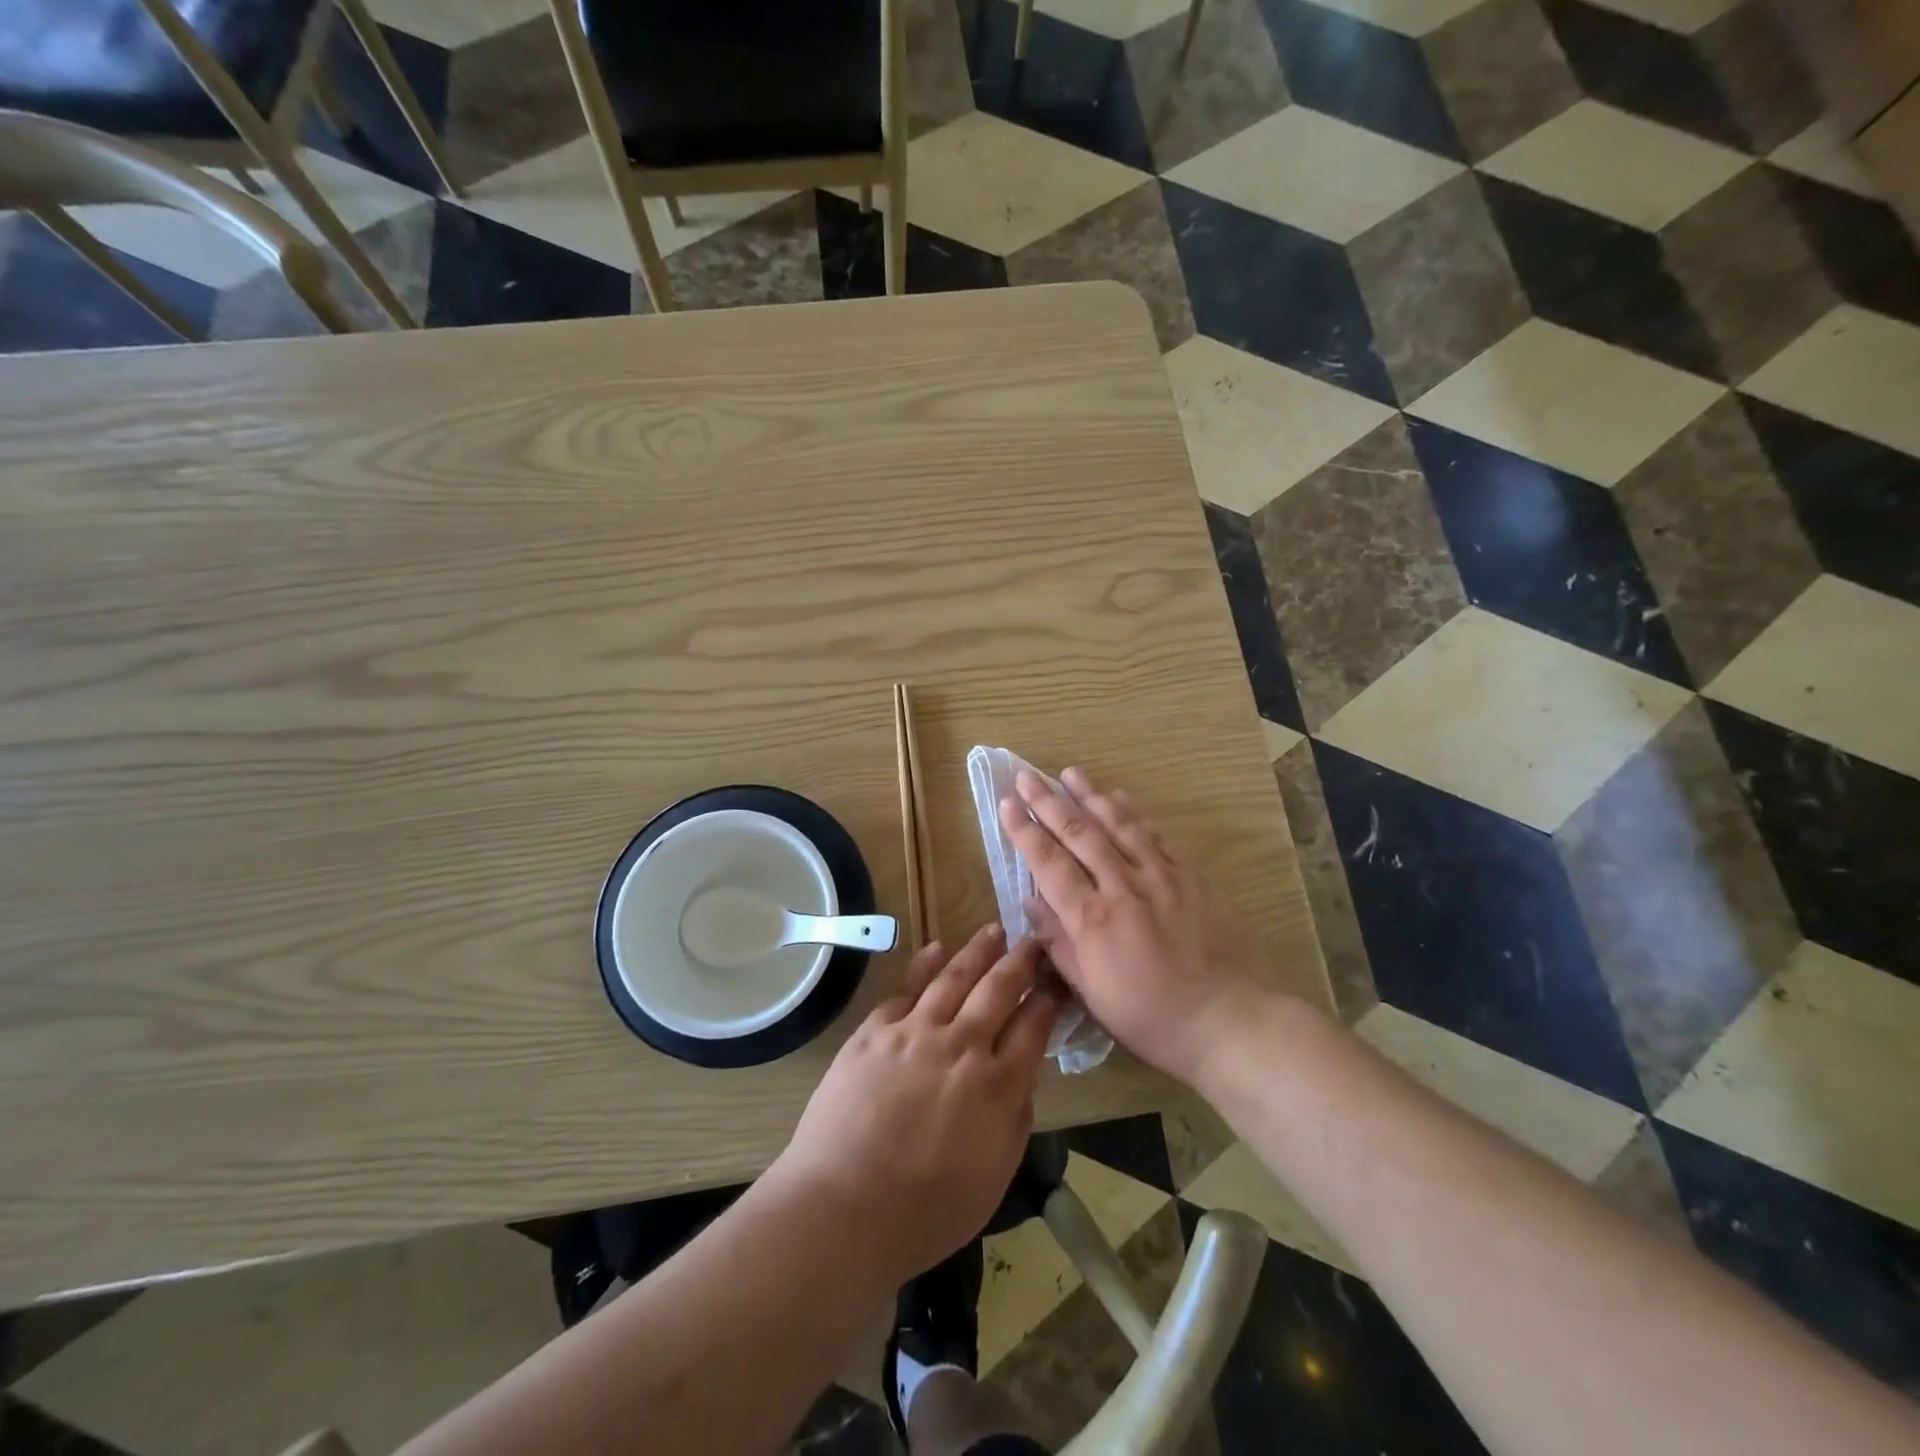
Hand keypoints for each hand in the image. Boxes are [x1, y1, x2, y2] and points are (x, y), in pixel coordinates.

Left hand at [773, 925, 1060, 1282]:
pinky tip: (937, 949)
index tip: (1055, 981)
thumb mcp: (994, 1178)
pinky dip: (924, 965)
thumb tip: (1023, 1080)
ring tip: (993, 931)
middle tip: (1033, 941)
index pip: (1033, 1027)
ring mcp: (915, 1033)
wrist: (845, 1207)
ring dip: (978, 951)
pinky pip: (906, 989)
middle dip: (1020, 962)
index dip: (1048, 1000)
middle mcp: (962, 1046)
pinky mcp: (875, 1032)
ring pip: (954, 978)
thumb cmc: (926, 1211)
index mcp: (997, 1086)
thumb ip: (1015, 1122)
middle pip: (998, 990)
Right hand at [999, 767, 1268, 1084]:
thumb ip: (1059, 944)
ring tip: (1069, 773)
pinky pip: (1155, 834)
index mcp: (1093, 920)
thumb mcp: (1094, 994)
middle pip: (1079, 834)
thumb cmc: (1154, 1019)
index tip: (1006, 804)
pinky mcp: (1190, 876)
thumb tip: (1030, 902)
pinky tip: (1119, 796)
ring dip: (1089, 795)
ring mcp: (1160, 876)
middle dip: (1048, 802)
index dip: (1024, 831)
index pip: (1049, 864)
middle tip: (1025, 777)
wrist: (1232, 1020)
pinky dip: (1133, 812)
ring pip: (1118, 824)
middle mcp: (1123, 887)